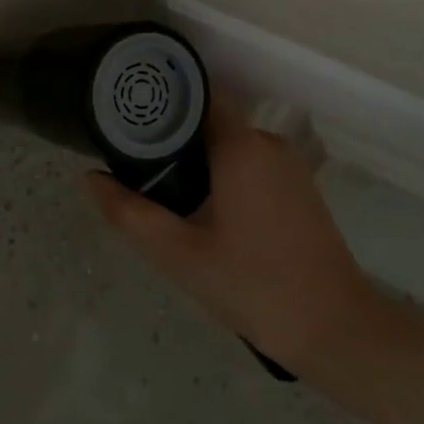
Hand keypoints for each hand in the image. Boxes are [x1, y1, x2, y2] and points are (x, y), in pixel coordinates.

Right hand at [86, 104, 376, 372]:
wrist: (335, 329)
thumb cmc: (253, 285)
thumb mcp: (179, 254)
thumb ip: (129, 213)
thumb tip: (88, 178)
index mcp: (241, 145)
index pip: (197, 94)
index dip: (162, 98)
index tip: (129, 113)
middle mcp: (268, 142)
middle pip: (210, 121)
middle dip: (174, 138)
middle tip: (137, 167)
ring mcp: (289, 165)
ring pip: (231, 146)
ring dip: (200, 162)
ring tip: (166, 193)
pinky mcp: (301, 187)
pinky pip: (252, 164)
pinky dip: (225, 175)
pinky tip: (207, 212)